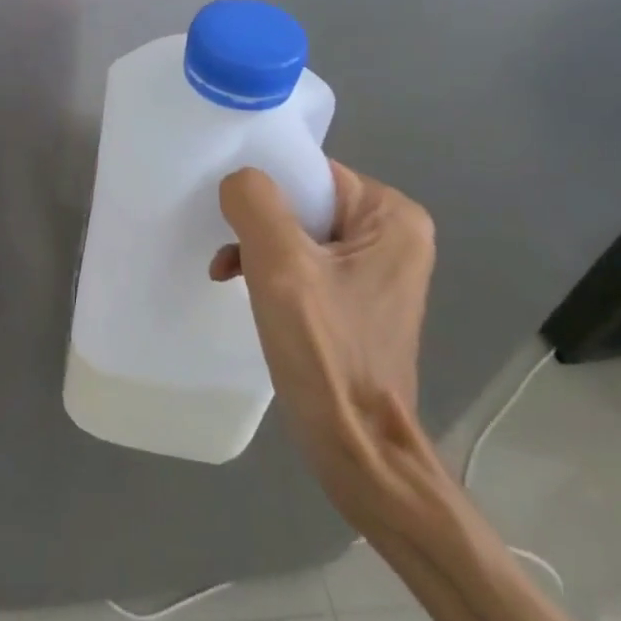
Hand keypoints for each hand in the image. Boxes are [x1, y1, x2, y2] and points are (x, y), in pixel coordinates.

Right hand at [211, 162, 435, 530]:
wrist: (356, 447)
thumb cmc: (325, 350)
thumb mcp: (281, 265)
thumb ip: (255, 202)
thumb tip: (238, 180)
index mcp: (391, 216)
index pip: (311, 172)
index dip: (265, 185)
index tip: (228, 208)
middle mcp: (393, 234)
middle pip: (303, 202)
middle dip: (258, 223)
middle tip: (228, 247)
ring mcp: (376, 269)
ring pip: (297, 232)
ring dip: (258, 248)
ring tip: (229, 271)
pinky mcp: (357, 299)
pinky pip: (304, 262)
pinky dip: (271, 271)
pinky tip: (243, 286)